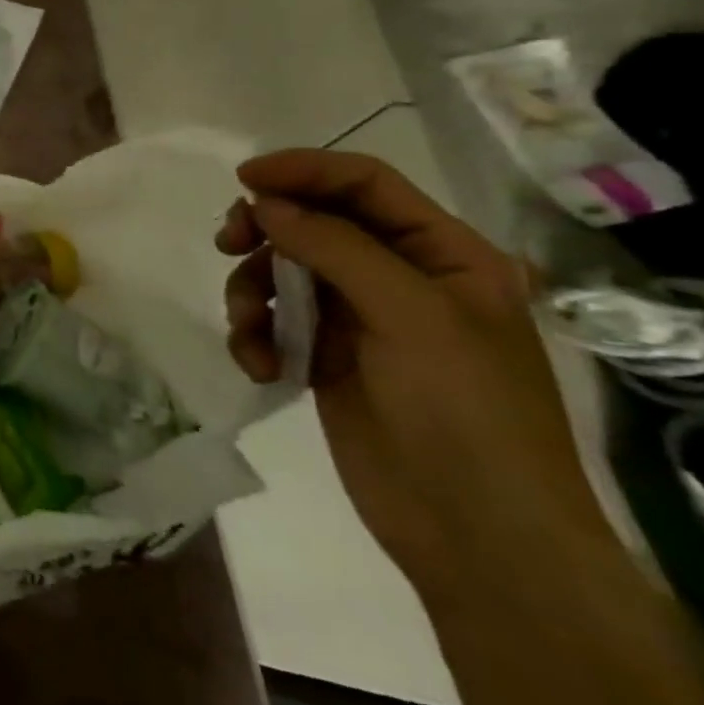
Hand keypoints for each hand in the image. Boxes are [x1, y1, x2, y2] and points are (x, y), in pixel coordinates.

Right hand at [218, 150, 616, 597]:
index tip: (244, 180)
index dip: (304, 170)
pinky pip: (273, 321)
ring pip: (282, 271)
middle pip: (314, 222)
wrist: (476, 534)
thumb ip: (334, 247)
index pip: (365, 185)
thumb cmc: (463, 411)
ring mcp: (359, 319)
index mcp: (443, 255)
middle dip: (266, 229)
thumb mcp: (409, 314)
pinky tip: (259, 367)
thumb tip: (264, 202)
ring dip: (251, 291)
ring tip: (247, 326)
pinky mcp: (324, 357)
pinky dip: (255, 336)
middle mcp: (399, 277)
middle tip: (227, 242)